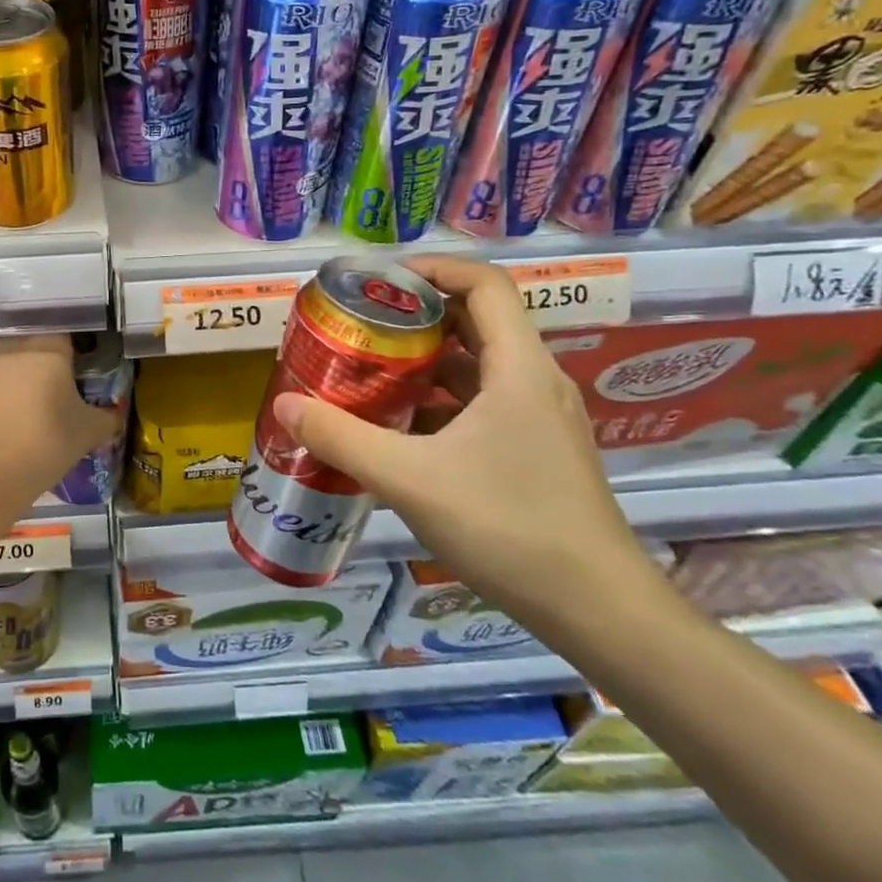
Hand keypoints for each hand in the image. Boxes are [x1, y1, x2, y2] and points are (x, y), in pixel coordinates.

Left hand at [0, 335, 120, 519]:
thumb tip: (113, 415)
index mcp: (48, 348)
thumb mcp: (88, 433)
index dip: (74, 355)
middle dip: (44, 363)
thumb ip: (107, 418)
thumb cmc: (45, 444)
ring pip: (7, 360)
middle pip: (34, 345)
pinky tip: (0, 418)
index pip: (67, 337)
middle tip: (54, 392)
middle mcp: (13, 345)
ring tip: (25, 406)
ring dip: (16, 375)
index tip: (78, 375)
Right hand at [272, 255, 662, 639]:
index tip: (379, 281)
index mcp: (518, 368)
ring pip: (477, 367)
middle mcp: (535, 381)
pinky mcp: (536, 452)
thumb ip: (341, 438)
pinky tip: (398, 431)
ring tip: (368, 373)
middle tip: (360, 327)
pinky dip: (439, 403)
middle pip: (476, 321)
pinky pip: (482, 405)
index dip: (432, 269)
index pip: (484, 284)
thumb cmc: (508, 528)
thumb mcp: (409, 479)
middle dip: (415, 316)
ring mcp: (539, 420)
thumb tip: (282, 404)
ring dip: (424, 363)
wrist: (599, 612)